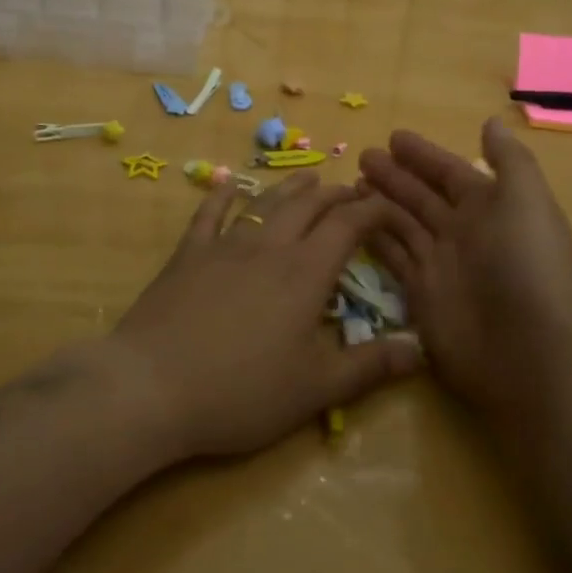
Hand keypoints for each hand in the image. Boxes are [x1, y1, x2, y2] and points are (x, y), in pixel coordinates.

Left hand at [108, 174, 425, 459]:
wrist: (150, 387)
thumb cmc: (240, 392)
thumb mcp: (314, 389)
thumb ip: (370, 367)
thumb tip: (421, 350)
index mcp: (305, 273)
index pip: (348, 225)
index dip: (373, 209)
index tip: (389, 205)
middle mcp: (269, 246)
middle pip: (309, 206)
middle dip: (336, 195)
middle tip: (353, 192)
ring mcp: (225, 245)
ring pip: (266, 202)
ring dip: (291, 188)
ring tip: (309, 179)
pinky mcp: (188, 254)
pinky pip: (209, 213)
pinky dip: (222, 195)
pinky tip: (228, 184)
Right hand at [359, 119, 571, 418]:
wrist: (531, 354)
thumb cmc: (527, 266)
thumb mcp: (526, 200)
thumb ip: (509, 160)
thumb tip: (492, 122)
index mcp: (492, 207)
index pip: (451, 172)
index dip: (425, 155)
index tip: (393, 137)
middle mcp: (465, 233)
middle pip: (423, 196)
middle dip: (395, 176)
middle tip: (362, 156)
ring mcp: (442, 265)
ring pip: (404, 224)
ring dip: (380, 204)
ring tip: (350, 186)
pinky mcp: (421, 296)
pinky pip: (394, 258)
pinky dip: (375, 240)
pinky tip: (351, 225)